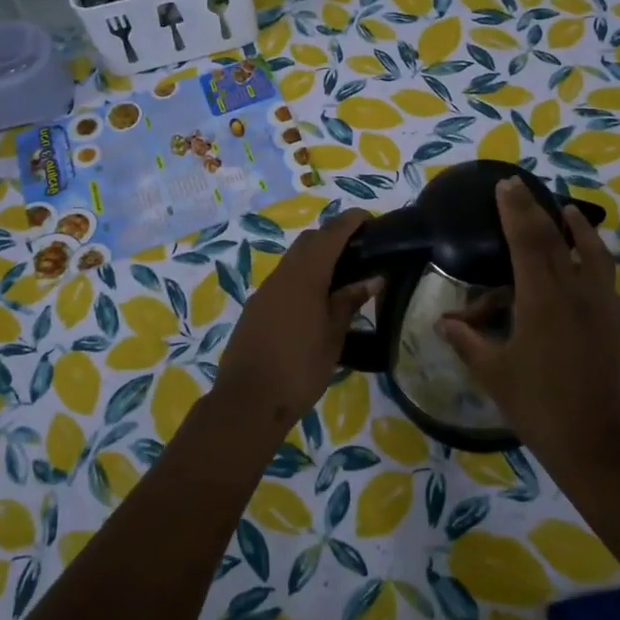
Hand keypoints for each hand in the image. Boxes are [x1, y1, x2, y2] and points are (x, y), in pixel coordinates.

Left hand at [215, 210, 378, 439]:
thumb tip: (372, 278)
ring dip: (316, 257)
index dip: (349, 221)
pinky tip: (316, 300)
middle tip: (359, 249)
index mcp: (305, 276)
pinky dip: (302, 277)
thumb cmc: (299, 369)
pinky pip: (283, 279)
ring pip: (293, 260)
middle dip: (332, 236)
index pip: (330, 235)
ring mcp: (265, 291)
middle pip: (308, 241)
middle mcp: (282, 275)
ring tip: (342, 276)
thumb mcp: (333, 337)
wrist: (247, 401)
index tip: (369, 219)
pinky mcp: (256, 308)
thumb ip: (349, 302)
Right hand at [439, 179, 619, 472]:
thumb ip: (467, 342)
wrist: (593, 442)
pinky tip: (587, 259)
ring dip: (577, 227)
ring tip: (566, 210)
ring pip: (592, 252)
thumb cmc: (536, 405)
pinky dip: (595, 255)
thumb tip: (443, 323)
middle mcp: (574, 293)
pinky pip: (605, 275)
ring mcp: (599, 306)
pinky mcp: (612, 321)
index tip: (505, 185)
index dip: (515, 211)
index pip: (527, 241)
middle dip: (535, 209)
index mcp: (542, 300)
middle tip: (520, 185)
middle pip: (555, 238)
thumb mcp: (493, 372)